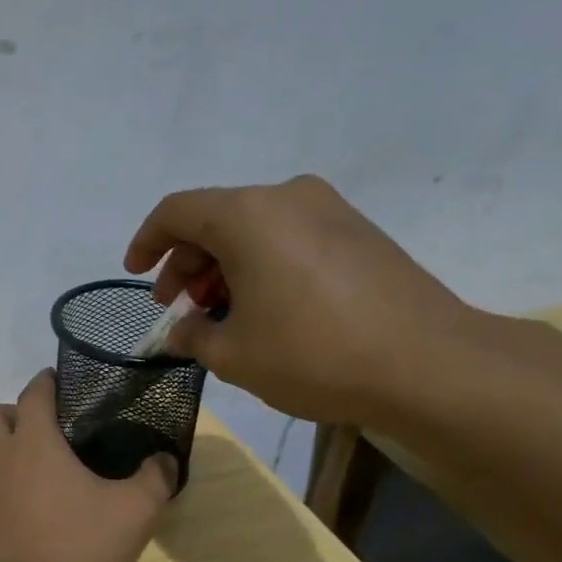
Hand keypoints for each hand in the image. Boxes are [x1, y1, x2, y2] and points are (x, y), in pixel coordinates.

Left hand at [0, 370, 176, 561]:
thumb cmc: (81, 551)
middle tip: (44, 436)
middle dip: (14, 416)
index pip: (34, 393)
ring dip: (1, 458)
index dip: (48, 383)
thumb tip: (165, 460)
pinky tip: (19, 526)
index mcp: (32, 444)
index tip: (60, 383)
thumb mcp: (134, 513)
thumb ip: (154, 479)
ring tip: (34, 483)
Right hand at [123, 175, 479, 424]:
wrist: (426, 364)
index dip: (146, 241)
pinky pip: (288, 237)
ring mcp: (330, 210)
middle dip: (186, 262)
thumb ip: (192, 334)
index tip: (134, 273)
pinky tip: (262, 308)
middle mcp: (287, 197)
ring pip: (253, 228)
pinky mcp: (358, 232)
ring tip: (217, 314)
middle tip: (177, 307)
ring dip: (223, 266)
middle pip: (215, 218)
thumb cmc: (312, 355)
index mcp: (247, 215)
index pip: (176, 211)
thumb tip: (182, 328)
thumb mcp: (232, 354)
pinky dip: (260, 265)